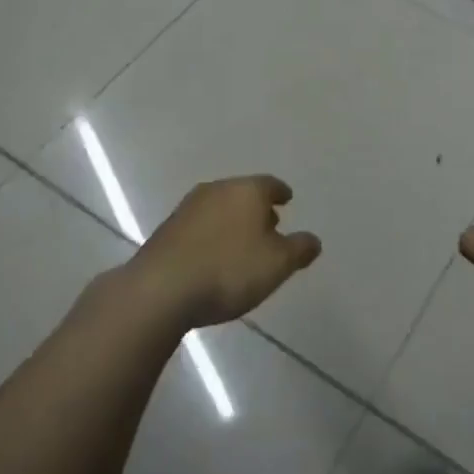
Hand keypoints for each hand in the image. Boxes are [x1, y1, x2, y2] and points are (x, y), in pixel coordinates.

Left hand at [132, 175, 320, 328]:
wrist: (160, 289)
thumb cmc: (229, 270)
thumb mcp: (277, 264)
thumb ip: (299, 249)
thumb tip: (313, 240)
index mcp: (247, 190)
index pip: (270, 184)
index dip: (281, 193)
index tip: (287, 200)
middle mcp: (217, 189)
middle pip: (243, 193)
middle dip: (257, 208)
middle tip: (269, 225)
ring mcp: (188, 208)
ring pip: (220, 207)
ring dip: (233, 221)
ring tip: (242, 244)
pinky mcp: (167, 230)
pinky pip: (200, 226)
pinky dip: (212, 234)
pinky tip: (213, 256)